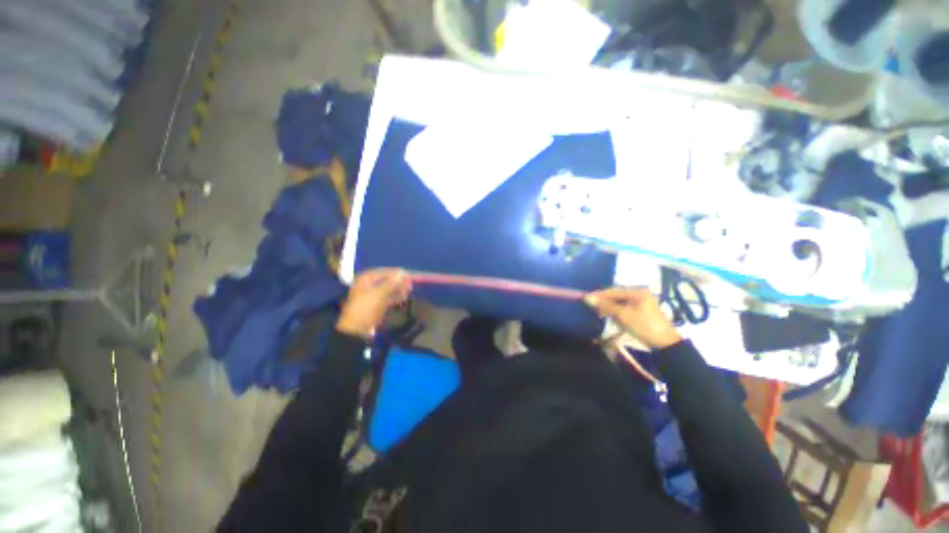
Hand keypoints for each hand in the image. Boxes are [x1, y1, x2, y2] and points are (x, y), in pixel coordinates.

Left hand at [337, 269, 411, 338]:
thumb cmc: (366, 307)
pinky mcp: (376, 304)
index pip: (384, 271)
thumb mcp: (380, 293)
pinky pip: (387, 297)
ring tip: (407, 293)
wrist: (356, 329)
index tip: (409, 275)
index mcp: (365, 279)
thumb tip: (402, 273)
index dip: (397, 273)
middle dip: (398, 282)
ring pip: (388, 289)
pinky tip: (402, 299)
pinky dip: (395, 297)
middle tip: (410, 285)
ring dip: (398, 290)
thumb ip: (392, 282)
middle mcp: (368, 284)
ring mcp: (372, 295)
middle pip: (387, 280)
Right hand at [584, 287, 681, 349]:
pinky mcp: (641, 312)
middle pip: (616, 296)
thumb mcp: (623, 315)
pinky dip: (616, 313)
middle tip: (592, 308)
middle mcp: (639, 295)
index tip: (586, 298)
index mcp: (638, 292)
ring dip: (609, 308)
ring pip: (619, 303)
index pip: (614, 291)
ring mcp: (641, 304)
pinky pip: (624, 309)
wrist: (665, 345)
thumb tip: (587, 298)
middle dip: (604, 302)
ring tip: (599, 314)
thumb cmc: (644, 326)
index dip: (599, 295)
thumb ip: (605, 306)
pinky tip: (609, 317)